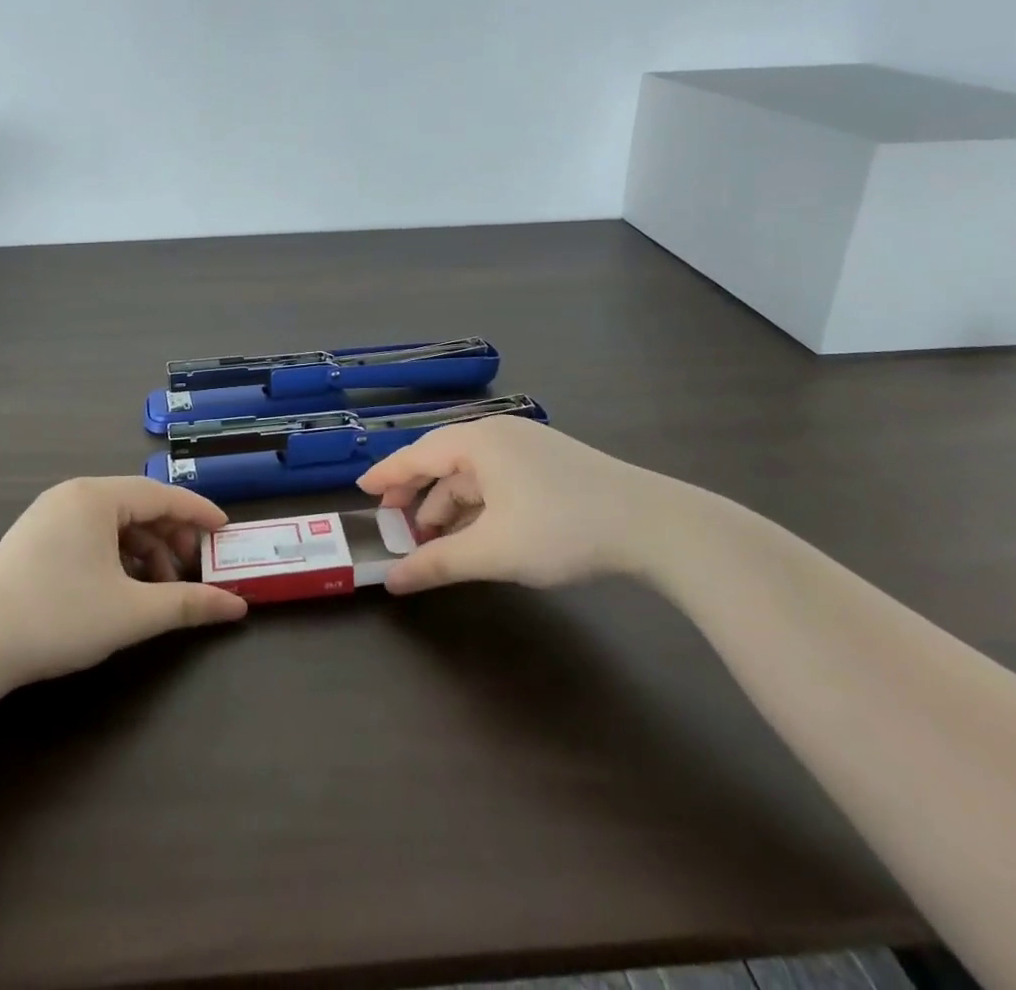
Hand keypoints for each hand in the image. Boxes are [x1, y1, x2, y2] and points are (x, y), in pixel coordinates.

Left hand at [0, 477, 247, 687]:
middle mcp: (73, 495)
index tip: (225, 531)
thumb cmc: (58, 617)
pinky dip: (116, 557)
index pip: (162, 494)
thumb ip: (187, 604)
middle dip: (171, 537)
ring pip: (113, 524)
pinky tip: (124, 588)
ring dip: (144, 551)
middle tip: (193, 568)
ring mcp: (48, 516)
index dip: (198, 512)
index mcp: (96, 497)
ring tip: (160, 588)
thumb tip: (237, 607)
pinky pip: (90, 536)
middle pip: (138, 506)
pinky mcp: (33, 540)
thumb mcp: (131, 612)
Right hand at [357, 416, 694, 593]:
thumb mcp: (494, 551)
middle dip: (419, 497)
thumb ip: (439, 563)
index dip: (387, 475)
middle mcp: (498, 434)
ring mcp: (527, 446)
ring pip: (473, 474)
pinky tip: (477, 533)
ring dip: (450, 506)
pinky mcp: (550, 463)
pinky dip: (479, 505)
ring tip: (437, 541)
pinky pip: (497, 480)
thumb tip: (392, 581)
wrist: (653, 524)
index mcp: (477, 441)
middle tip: (396, 526)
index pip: (417, 454)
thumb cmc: (561, 528)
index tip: (362, 491)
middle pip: (442, 462)